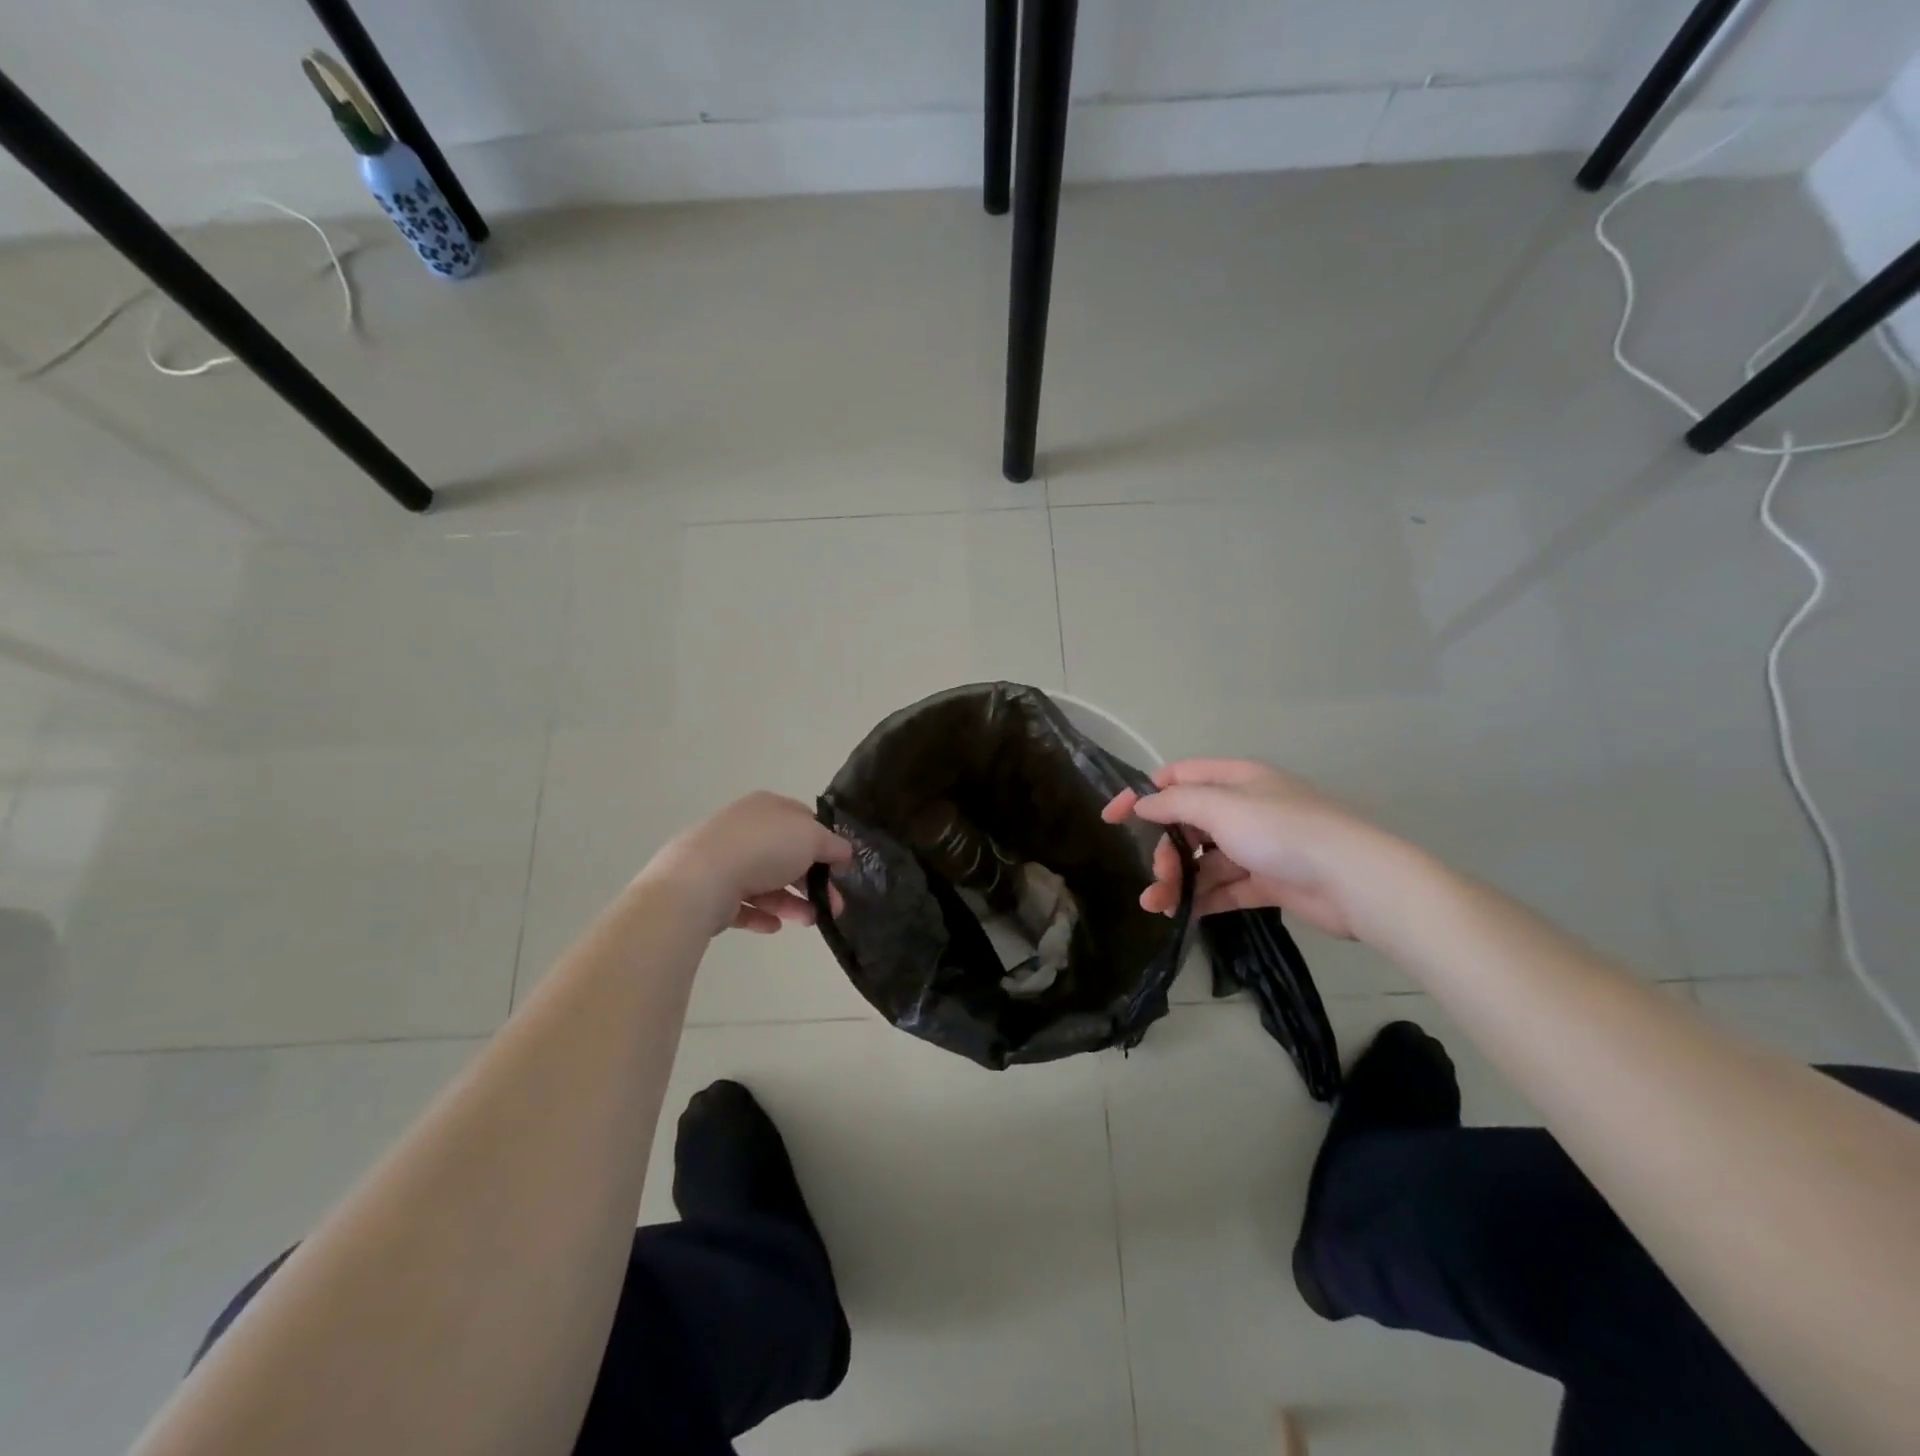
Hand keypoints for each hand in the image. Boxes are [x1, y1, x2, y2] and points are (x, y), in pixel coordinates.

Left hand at [645, 792, 852, 935]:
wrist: (700, 880)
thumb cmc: (763, 849)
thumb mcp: (812, 838)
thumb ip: (833, 845)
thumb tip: (844, 853)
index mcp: (767, 807)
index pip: (802, 820)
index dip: (824, 843)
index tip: (840, 869)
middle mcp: (744, 828)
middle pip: (786, 855)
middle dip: (813, 881)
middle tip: (833, 906)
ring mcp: (723, 859)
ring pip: (766, 882)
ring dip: (792, 903)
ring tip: (808, 921)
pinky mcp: (710, 891)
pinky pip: (742, 904)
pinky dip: (761, 915)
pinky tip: (774, 927)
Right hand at [1102, 759, 1416, 941]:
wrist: (1355, 880)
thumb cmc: (1283, 831)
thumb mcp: (1222, 808)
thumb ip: (1176, 804)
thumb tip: (1141, 803)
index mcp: (1235, 780)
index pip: (1177, 778)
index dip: (1142, 795)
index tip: (1111, 818)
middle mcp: (1244, 809)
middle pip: (1188, 824)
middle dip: (1165, 849)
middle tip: (1158, 876)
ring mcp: (1257, 847)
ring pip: (1204, 860)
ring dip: (1178, 880)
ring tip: (1158, 906)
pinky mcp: (1268, 881)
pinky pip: (1225, 887)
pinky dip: (1203, 899)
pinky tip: (1182, 915)